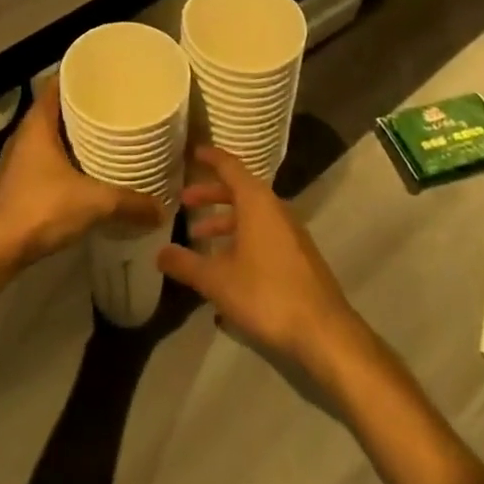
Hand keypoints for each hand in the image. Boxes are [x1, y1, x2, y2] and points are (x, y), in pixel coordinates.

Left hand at [0, 84, 161, 270]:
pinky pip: (45, 157)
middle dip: (83, 107)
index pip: (57, 84)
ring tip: (105, 136)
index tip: (103, 75)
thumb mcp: (94, 203)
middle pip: (56, 109)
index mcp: (37, 123)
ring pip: (50, 135)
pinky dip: (65, 157)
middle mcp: (24, 134)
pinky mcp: (16, 182)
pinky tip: (85, 170)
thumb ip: (129, 202)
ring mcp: (17, 159)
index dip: (79, 76)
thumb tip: (162, 208)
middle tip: (114, 106)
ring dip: (73, 135)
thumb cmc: (42, 208)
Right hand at [158, 147, 362, 379]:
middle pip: (239, 190)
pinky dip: (241, 238)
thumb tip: (159, 253)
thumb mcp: (218, 281)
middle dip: (211, 194)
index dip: (210, 158)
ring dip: (225, 222)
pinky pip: (263, 233)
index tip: (193, 152)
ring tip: (200, 239)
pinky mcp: (298, 255)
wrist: (324, 331)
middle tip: (185, 201)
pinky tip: (227, 267)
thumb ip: (186, 264)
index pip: (229, 166)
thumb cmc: (266, 294)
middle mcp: (275, 208)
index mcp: (256, 202)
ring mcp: (290, 232)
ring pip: (251, 215)